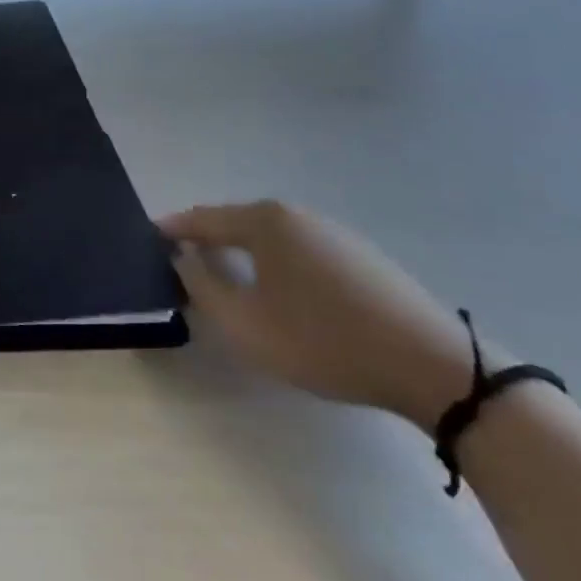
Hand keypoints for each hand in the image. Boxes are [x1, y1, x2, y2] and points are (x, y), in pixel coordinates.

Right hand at [161, 200, 478, 432]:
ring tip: (226, 280)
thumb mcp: (247, 324)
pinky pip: (299, 251)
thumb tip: (182, 259)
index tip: (147, 240)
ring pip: (269, 238)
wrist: (433, 365)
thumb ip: (202, 287)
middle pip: (236, 223)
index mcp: (264, 221)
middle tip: (183, 266)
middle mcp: (296, 214)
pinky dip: (276, 264)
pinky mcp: (360, 256)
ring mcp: (333, 232)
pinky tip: (280, 293)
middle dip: (207, 241)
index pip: (202, 218)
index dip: (172, 230)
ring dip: (242, 254)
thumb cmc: (325, 340)